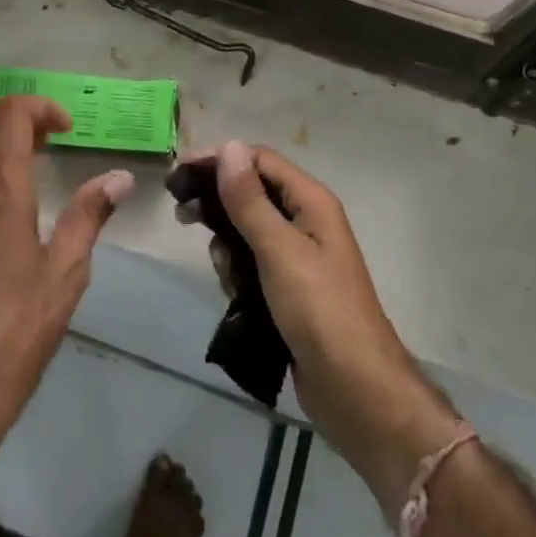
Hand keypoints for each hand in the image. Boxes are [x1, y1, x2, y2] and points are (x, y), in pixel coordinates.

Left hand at [0, 96, 134, 455]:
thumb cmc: (18, 329)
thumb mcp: (66, 273)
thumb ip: (89, 215)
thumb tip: (119, 178)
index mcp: (0, 192)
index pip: (10, 115)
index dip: (40, 107)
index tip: (65, 130)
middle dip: (9, 111)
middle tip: (41, 137)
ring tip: (17, 159)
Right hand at [211, 141, 457, 509]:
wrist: (355, 390)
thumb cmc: (319, 311)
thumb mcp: (279, 250)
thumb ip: (250, 200)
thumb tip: (229, 146)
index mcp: (311, 202)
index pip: (259, 160)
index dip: (221, 159)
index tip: (179, 171)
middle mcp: (306, 221)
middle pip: (252, 192)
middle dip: (218, 200)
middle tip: (180, 211)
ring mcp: (298, 257)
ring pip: (247, 230)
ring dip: (227, 242)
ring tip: (220, 265)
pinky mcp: (287, 288)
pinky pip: (252, 263)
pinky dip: (237, 270)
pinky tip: (233, 291)